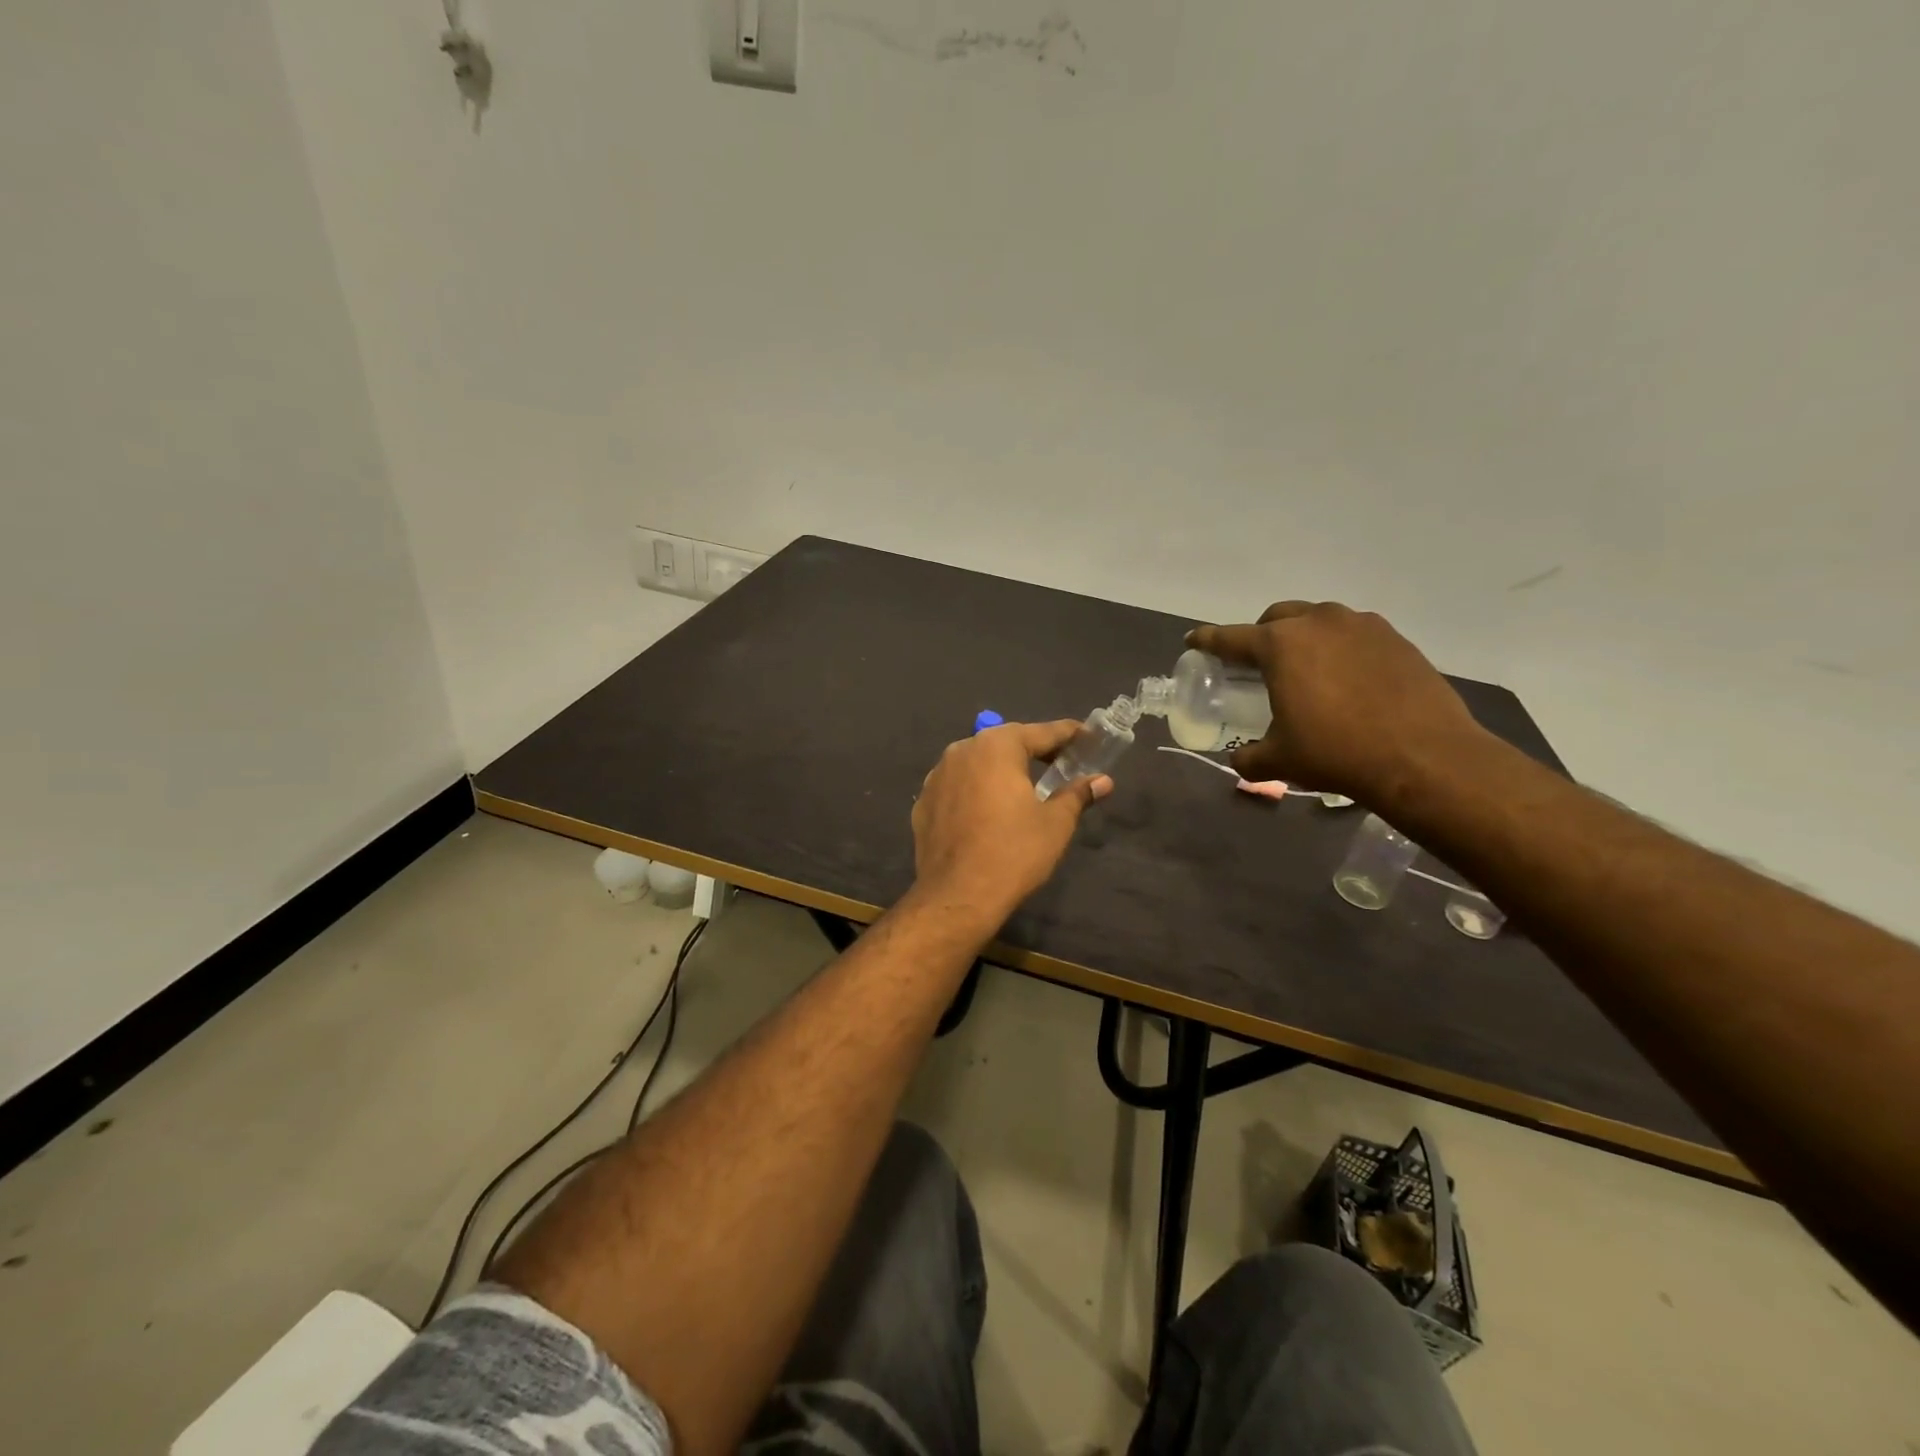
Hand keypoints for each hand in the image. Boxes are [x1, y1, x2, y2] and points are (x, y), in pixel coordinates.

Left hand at [910, 720, 1111, 924]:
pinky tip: (989, 812)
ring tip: (1024, 787)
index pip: (1040, 732)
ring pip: (978, 764)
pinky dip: (977, 791)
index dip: (1068, 734)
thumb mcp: (1056, 823)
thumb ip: (1077, 794)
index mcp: (996, 747)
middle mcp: (961, 751)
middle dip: (1033, 751)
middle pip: (1005, 743)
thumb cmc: (1014, 853)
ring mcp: (937, 776)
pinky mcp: (923, 803)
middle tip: (1061, 763)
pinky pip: (958, 787)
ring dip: (1001, 770)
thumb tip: (1102, 781)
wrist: (957, 896)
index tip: (1087, 736)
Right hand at [1188, 601, 1486, 801]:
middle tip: (1257, 662)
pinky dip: (1340, 648)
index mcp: (1281, 645)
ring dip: (1304, 637)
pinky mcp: (1396, 639)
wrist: (1424, 758)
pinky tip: (1347, 678)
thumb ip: (1249, 756)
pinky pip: (1355, 634)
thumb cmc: (1336, 753)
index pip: (1231, 638)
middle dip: (1261, 633)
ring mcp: (1362, 626)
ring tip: (1306, 669)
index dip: (1207, 640)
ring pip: (1320, 620)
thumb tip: (1240, 758)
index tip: (1193, 641)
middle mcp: (1319, 622)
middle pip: (1278, 617)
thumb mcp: (1279, 761)